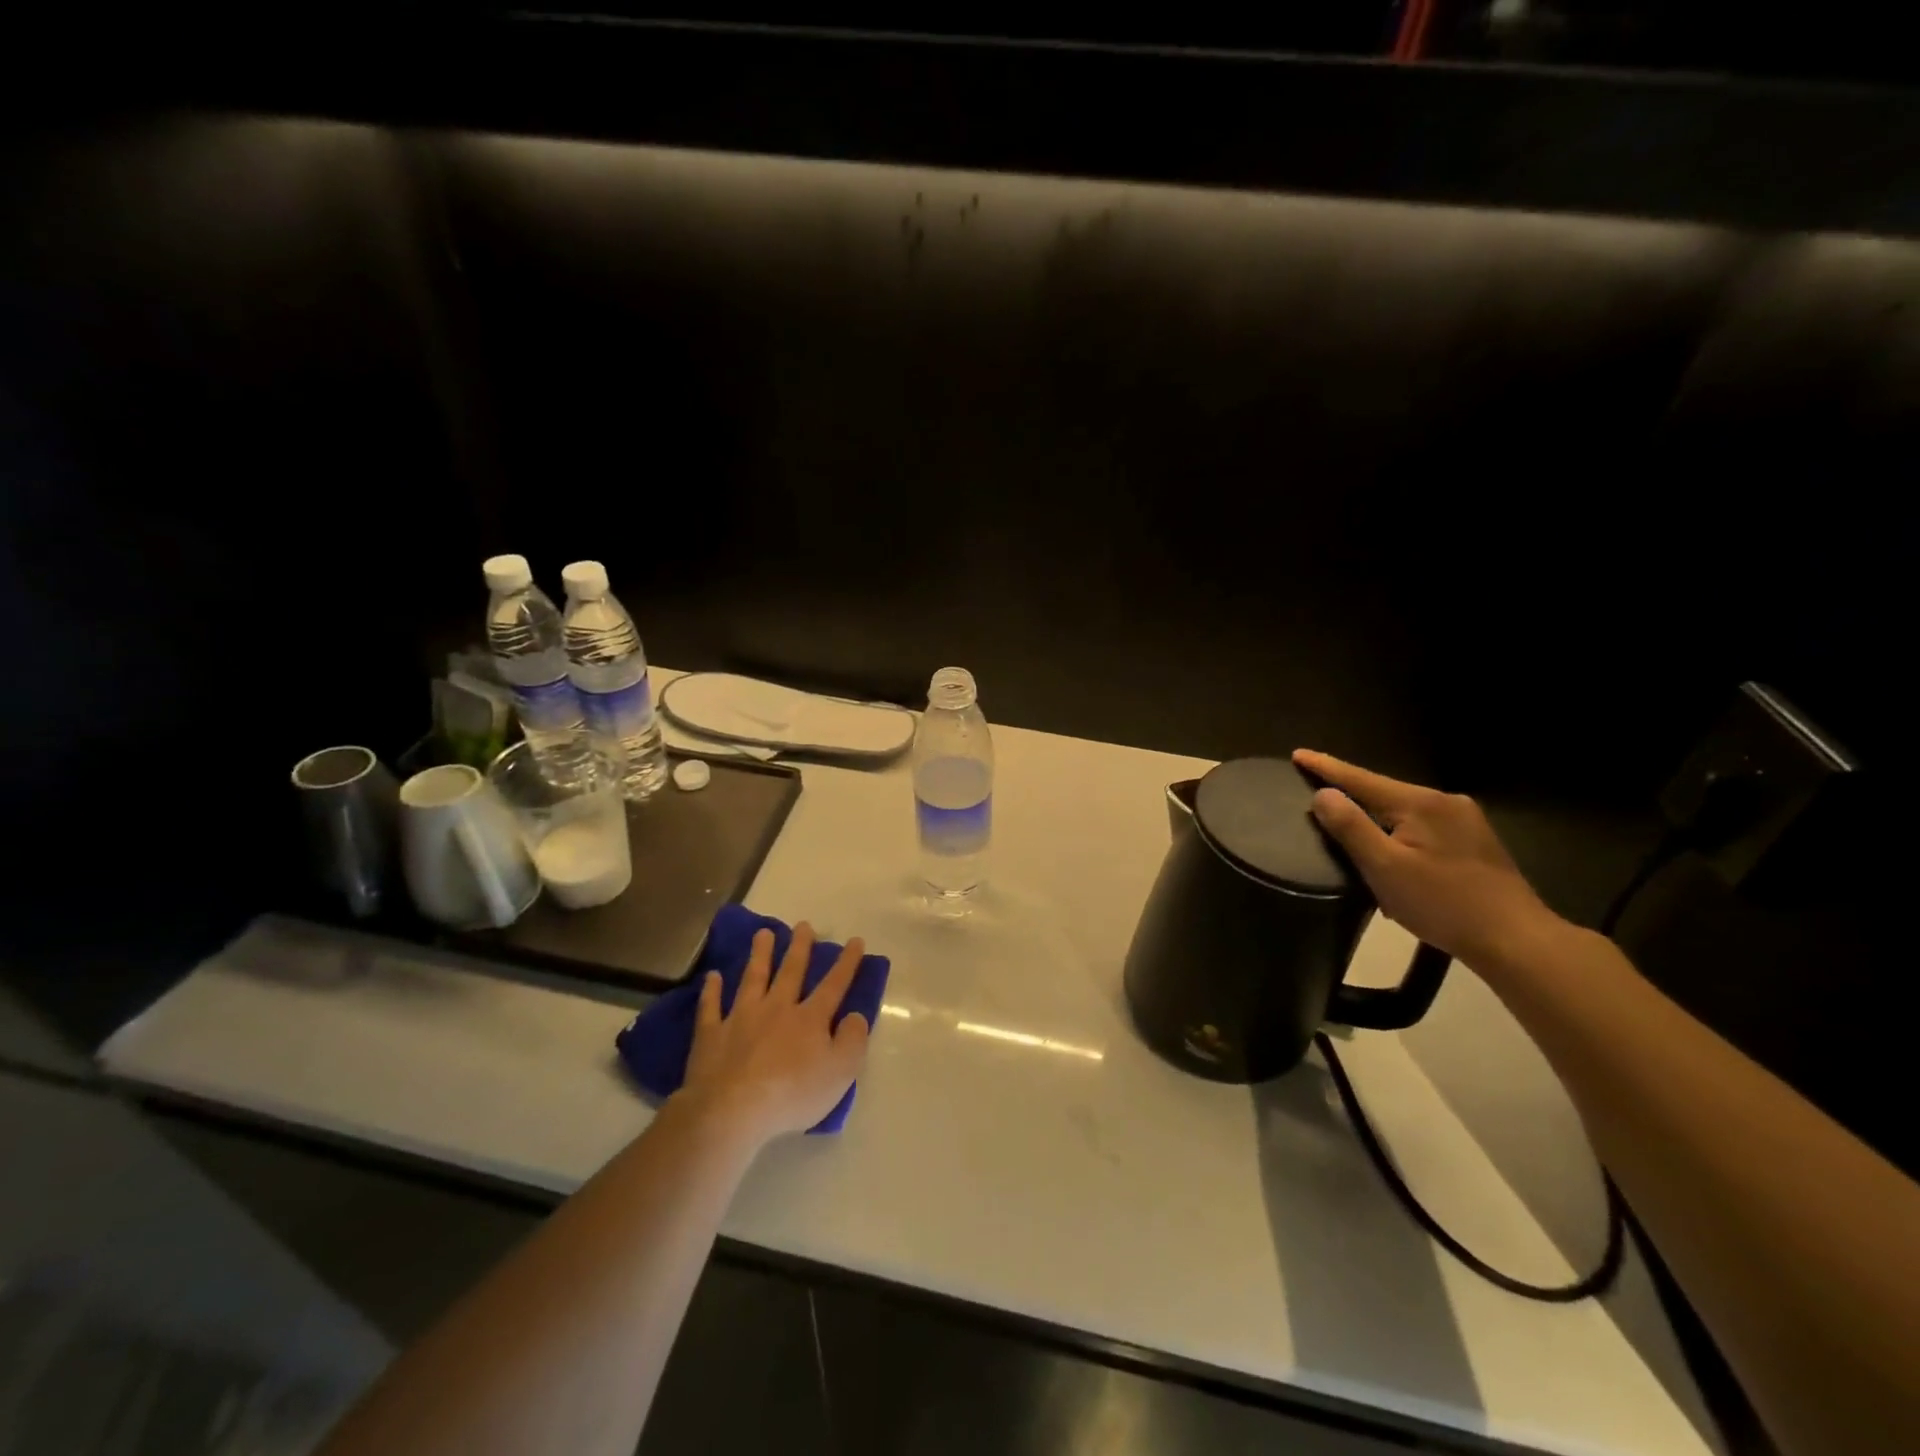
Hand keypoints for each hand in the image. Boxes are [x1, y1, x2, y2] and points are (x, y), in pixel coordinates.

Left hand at [679, 923, 871, 1149]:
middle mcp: (777, 1009)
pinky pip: (711, 1007)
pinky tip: (712, 977)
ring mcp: (741, 1018)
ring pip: (753, 978)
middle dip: (800, 947)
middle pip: (791, 971)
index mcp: (810, 1019)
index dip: (847, 962)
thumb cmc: (792, 1095)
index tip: (855, 940)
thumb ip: (853, 1040)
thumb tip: (856, 1015)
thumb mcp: (840, 1073)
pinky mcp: (711, 1034)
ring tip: (763, 933)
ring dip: (759, 955)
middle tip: (803, 925)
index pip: (834, 984)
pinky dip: (711, 991)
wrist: (731, 1111)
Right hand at [1292, 749, 1561, 968]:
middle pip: (1384, 793)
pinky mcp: (1476, 843)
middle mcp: (1445, 802)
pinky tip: (1394, 858)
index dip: (1325, 767)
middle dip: (1352, 797)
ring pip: (1404, 813)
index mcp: (1420, 803)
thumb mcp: (1385, 867)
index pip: (1360, 778)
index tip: (1297, 754)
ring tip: (1352, 835)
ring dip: (1376, 821)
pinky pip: (1422, 828)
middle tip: (1318, 800)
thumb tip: (1323, 793)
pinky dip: (1399, 836)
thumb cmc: (1443, 904)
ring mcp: (1466, 822)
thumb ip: (1350, 827)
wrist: (1517, 941)